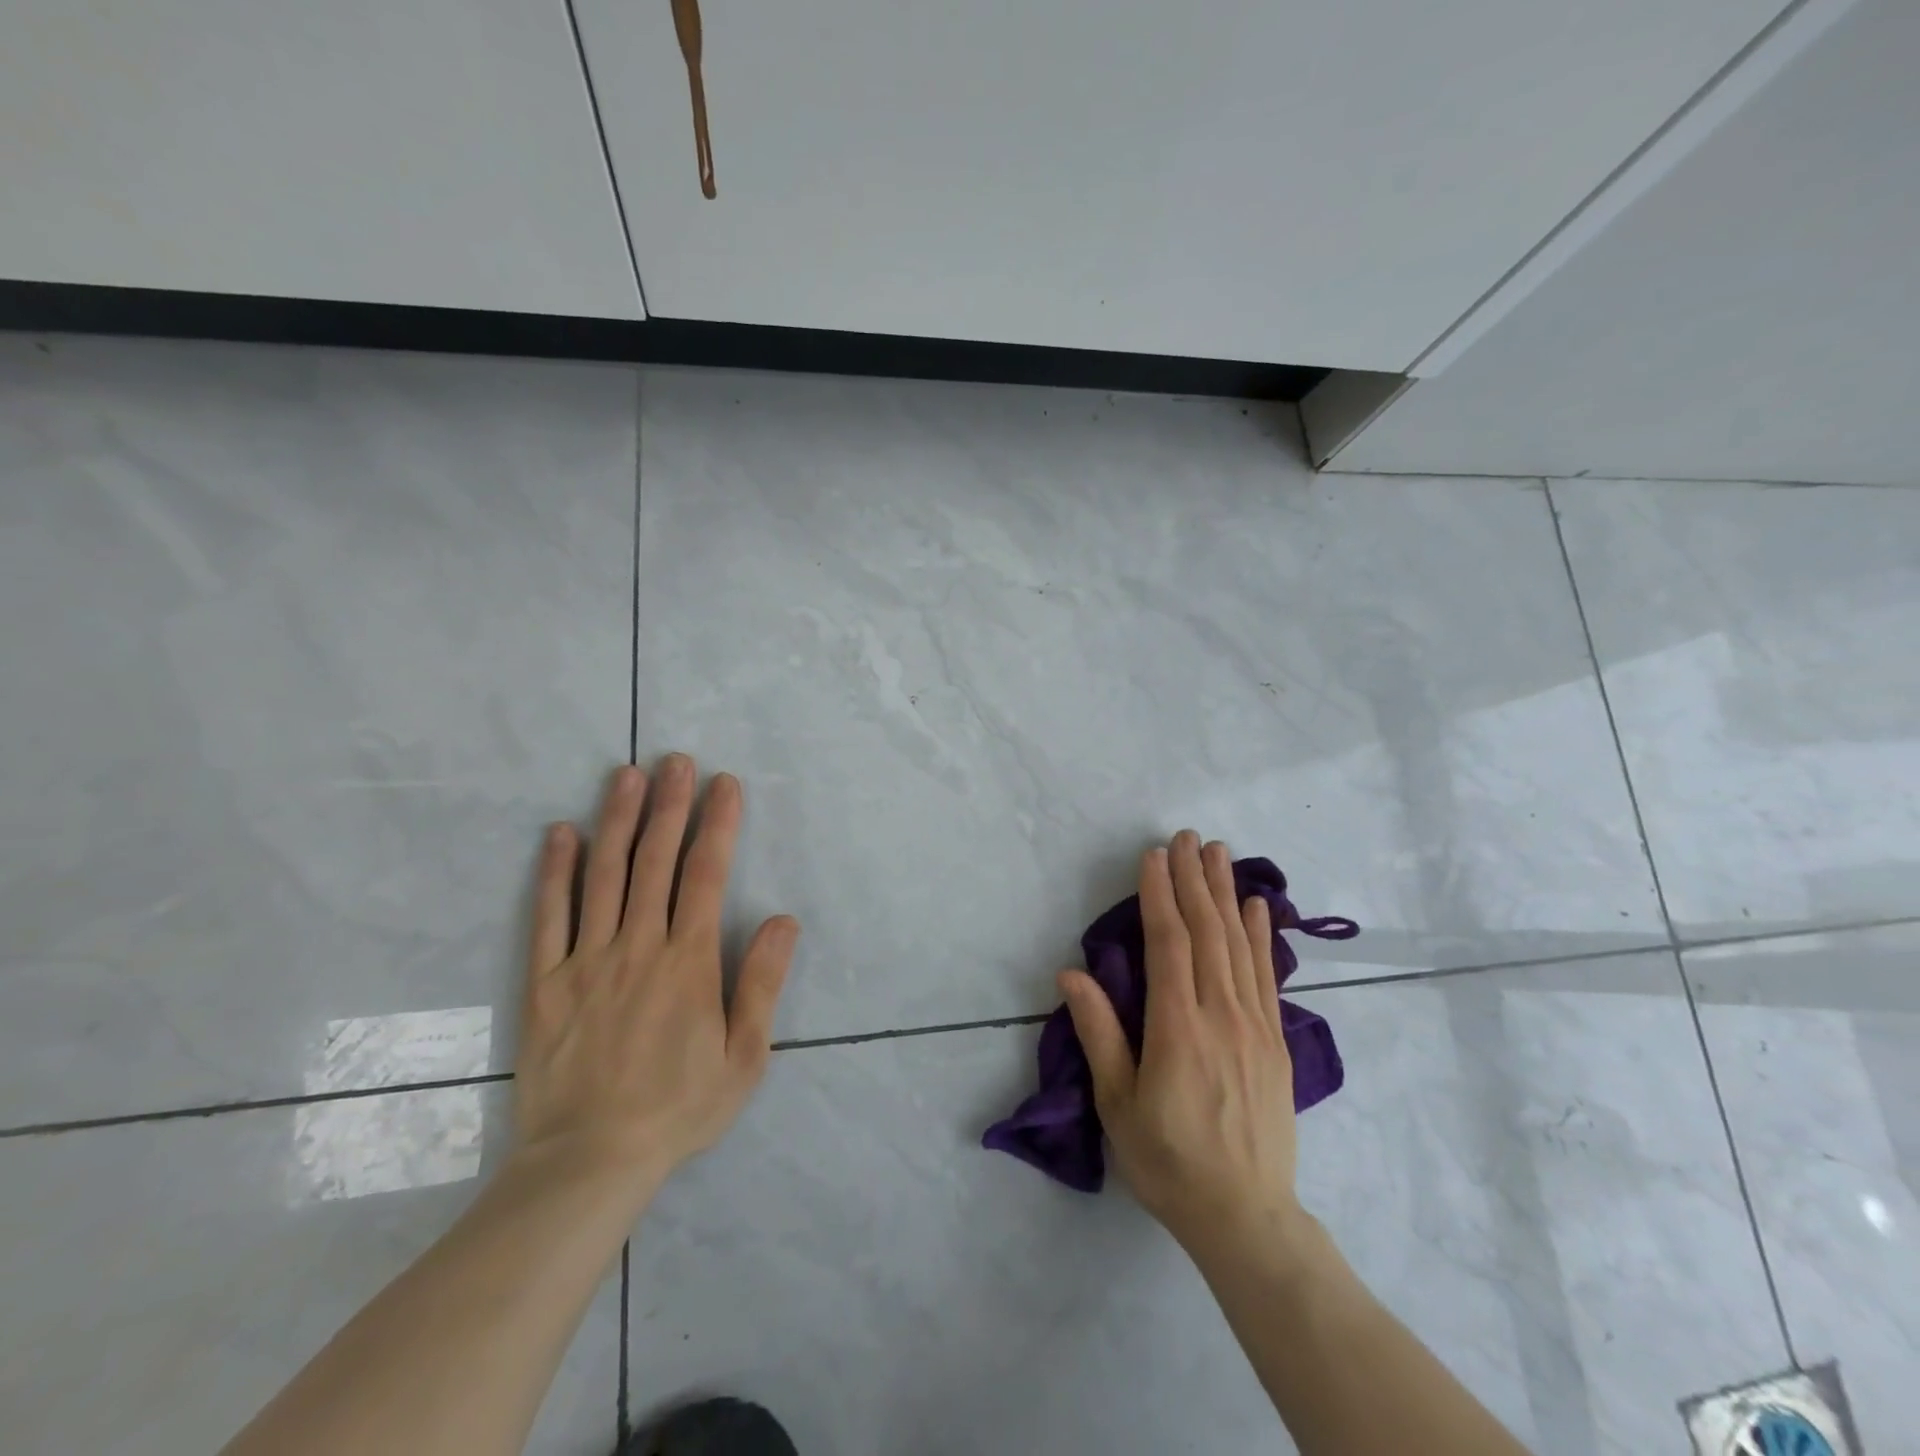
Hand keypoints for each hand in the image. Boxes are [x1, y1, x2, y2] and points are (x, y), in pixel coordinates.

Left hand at [510, 757, 799, 1203]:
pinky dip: (555, 872)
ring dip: (616, 820)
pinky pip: (548, 916)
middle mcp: (638, 947)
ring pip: (603, 876)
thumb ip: (761, 984)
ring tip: (625, 775)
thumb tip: (782, 920)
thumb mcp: (744, 1057)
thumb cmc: (678, 1108)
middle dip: (669, 806)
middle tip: (675, 761)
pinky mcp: (544, 982)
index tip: (724, 784)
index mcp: (688, 962)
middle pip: (654, 861)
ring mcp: (586, 961)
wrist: (589, 1162)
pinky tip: (560, 834)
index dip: (718, 824)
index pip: (705, 875)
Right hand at [1060, 831, 1307, 1257]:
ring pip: (1239, 944)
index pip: (1168, 943)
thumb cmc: (1167, 1161)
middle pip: (1207, 932)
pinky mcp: (1275, 1041)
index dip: (1159, 894)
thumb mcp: (1117, 1103)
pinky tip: (1258, 907)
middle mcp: (1220, 1015)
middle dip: (1193, 879)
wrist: (1246, 1217)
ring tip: (1219, 852)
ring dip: (1226, 893)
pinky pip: (1267, 975)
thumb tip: (1071, 973)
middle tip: (1186, 836)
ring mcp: (1254, 1025)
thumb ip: (1099, 1032)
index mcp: (1177, 1028)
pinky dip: (1261, 935)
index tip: (1153, 855)